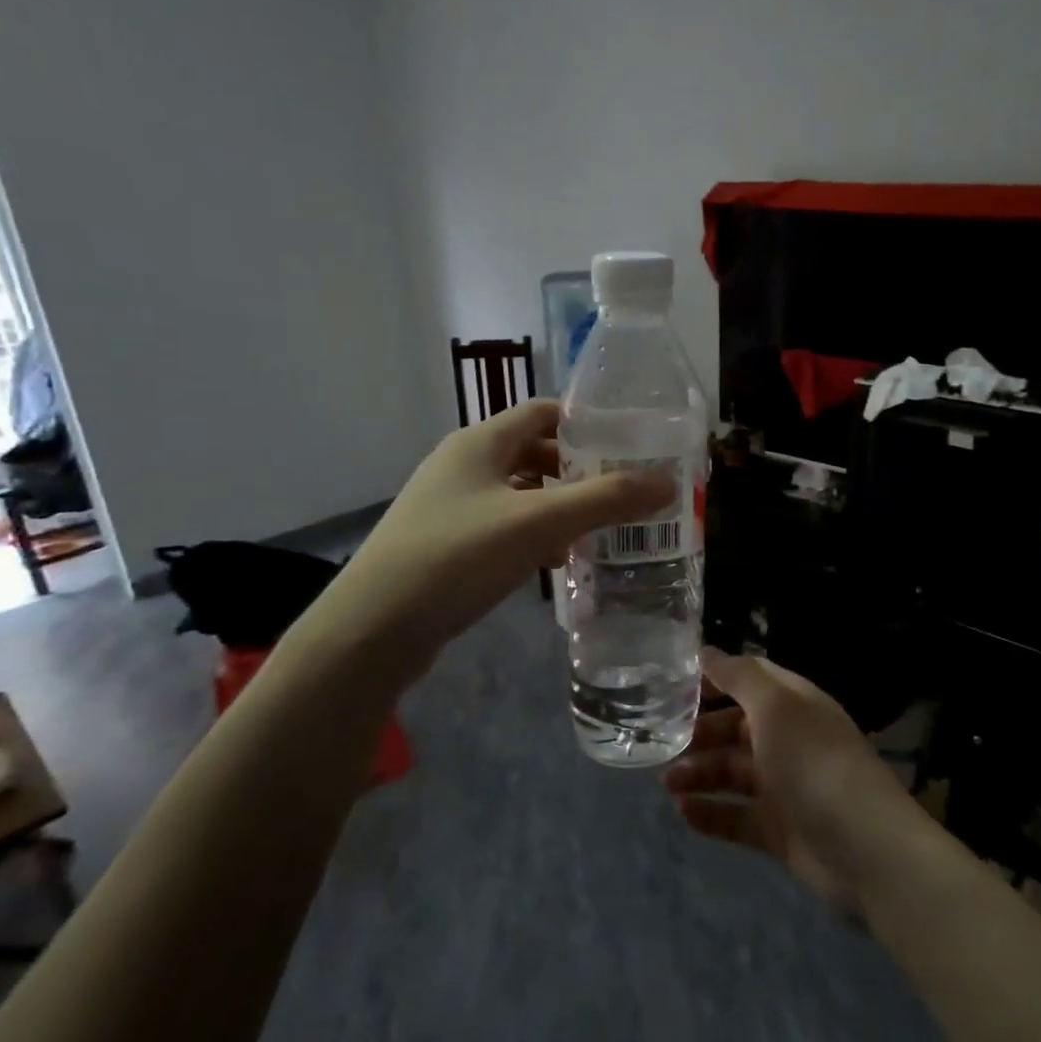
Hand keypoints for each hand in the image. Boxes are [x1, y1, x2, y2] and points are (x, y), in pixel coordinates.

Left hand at [300, 400, 671, 672]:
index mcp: (480, 442)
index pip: (543, 412)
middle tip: (623, 491)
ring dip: (558, 505)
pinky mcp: (444, 543)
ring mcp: (449, 505)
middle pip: (533, 453)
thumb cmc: (456, 557)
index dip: (586, 423)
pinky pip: (502, 525)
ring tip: (600, 527)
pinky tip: (555, 561)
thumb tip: (667, 483)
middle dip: (579, 470)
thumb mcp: (538, 524)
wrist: (373, 629)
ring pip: (519, 492)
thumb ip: (605, 500)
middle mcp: (463, 464)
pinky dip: (533, 534)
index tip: (630, 444)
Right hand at [663, 650, 927, 912]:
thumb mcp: (776, 707)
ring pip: (733, 773)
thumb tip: (707, 651)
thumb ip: (739, 677)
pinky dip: (711, 813)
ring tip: (667, 782)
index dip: (714, 680)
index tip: (673, 687)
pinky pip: (737, 816)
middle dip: (701, 733)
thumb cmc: (814, 763)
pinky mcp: (780, 831)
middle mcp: (789, 740)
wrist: (864, 849)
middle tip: (664, 742)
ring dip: (699, 773)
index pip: (749, 680)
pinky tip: (684, 812)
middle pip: (736, 728)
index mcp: (794, 704)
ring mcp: (785, 787)